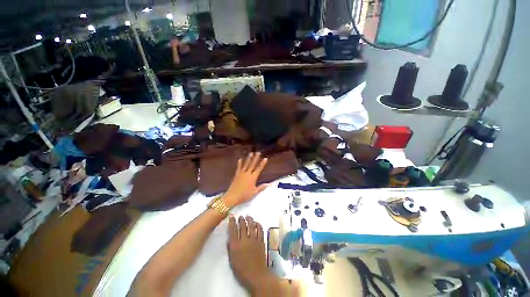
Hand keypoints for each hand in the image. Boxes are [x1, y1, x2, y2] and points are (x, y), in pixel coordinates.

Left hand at [223, 153, 268, 206]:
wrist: (233, 196)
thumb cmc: (244, 195)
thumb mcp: (254, 192)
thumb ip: (261, 187)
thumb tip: (268, 184)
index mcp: (253, 178)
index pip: (259, 169)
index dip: (262, 163)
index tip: (265, 158)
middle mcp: (247, 174)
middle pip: (252, 165)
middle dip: (256, 158)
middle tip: (258, 152)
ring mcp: (241, 173)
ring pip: (246, 164)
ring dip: (248, 158)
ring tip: (251, 153)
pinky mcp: (237, 175)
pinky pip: (238, 168)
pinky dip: (239, 163)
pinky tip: (240, 159)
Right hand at [228, 216, 275, 292]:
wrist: (256, 275)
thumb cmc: (242, 270)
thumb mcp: (232, 260)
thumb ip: (230, 248)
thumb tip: (230, 238)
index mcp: (236, 245)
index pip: (233, 230)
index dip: (232, 222)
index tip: (232, 217)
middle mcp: (245, 240)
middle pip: (243, 226)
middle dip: (241, 219)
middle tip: (241, 216)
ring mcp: (254, 240)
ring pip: (252, 226)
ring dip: (250, 220)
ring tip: (248, 216)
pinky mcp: (261, 241)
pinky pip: (260, 230)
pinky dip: (258, 225)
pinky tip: (257, 223)